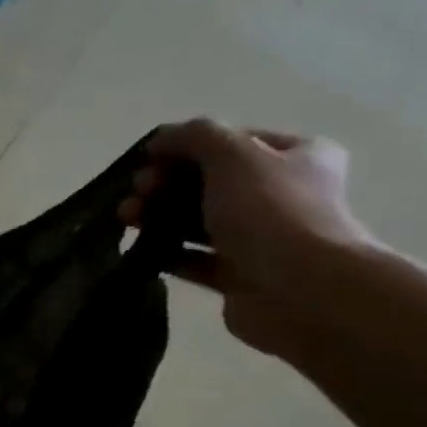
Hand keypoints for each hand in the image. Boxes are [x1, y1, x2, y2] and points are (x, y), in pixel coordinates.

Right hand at [120, 119, 376, 358]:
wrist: (300, 290)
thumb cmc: (271, 211)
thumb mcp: (233, 155)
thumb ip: (195, 136)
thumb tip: (160, 139)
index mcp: (298, 156)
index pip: (233, 141)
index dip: (186, 146)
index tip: (147, 158)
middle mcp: (283, 195)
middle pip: (212, 182)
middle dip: (166, 183)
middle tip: (137, 191)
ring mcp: (262, 239)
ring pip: (200, 221)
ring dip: (160, 216)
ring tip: (126, 218)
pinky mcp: (239, 277)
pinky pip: (196, 259)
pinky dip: (168, 252)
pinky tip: (140, 249)